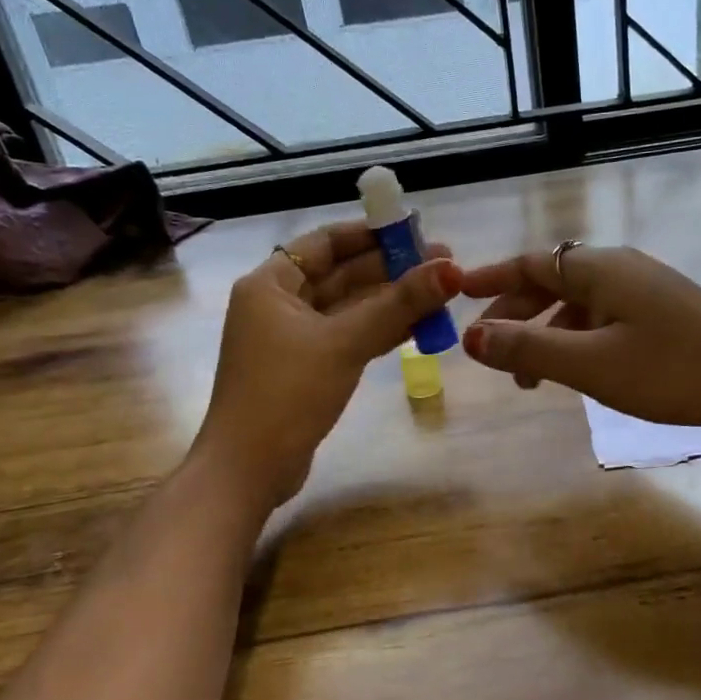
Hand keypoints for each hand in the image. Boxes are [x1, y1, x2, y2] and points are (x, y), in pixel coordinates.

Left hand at [198, 221, 459, 507]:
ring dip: (392, 301)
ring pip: (350, 308)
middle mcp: (279, 304)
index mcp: (271, 284)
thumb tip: (451, 269)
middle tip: (445, 265)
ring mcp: (294, 339)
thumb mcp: (344, 343)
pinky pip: (350, 337)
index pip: (326, 242)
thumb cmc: (287, 394)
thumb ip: (398, 304)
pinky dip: (381, 331)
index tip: (416, 229)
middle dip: (392, 269)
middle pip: (342, 274)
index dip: (371, 233)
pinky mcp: (308, 369)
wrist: (249, 470)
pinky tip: (420, 326)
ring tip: (442, 292)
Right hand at [459, 245, 700, 452]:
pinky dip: (579, 342)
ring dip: (548, 334)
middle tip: (492, 352)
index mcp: (600, 268)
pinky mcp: (666, 317)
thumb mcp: (591, 364)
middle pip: (553, 281)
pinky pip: (605, 321)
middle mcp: (621, 269)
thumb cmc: (674, 370)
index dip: (490, 279)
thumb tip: (470, 336)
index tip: (458, 296)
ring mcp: (648, 292)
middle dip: (517, 313)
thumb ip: (528, 349)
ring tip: (532, 379)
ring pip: (580, 305)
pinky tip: (580, 373)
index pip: (530, 262)